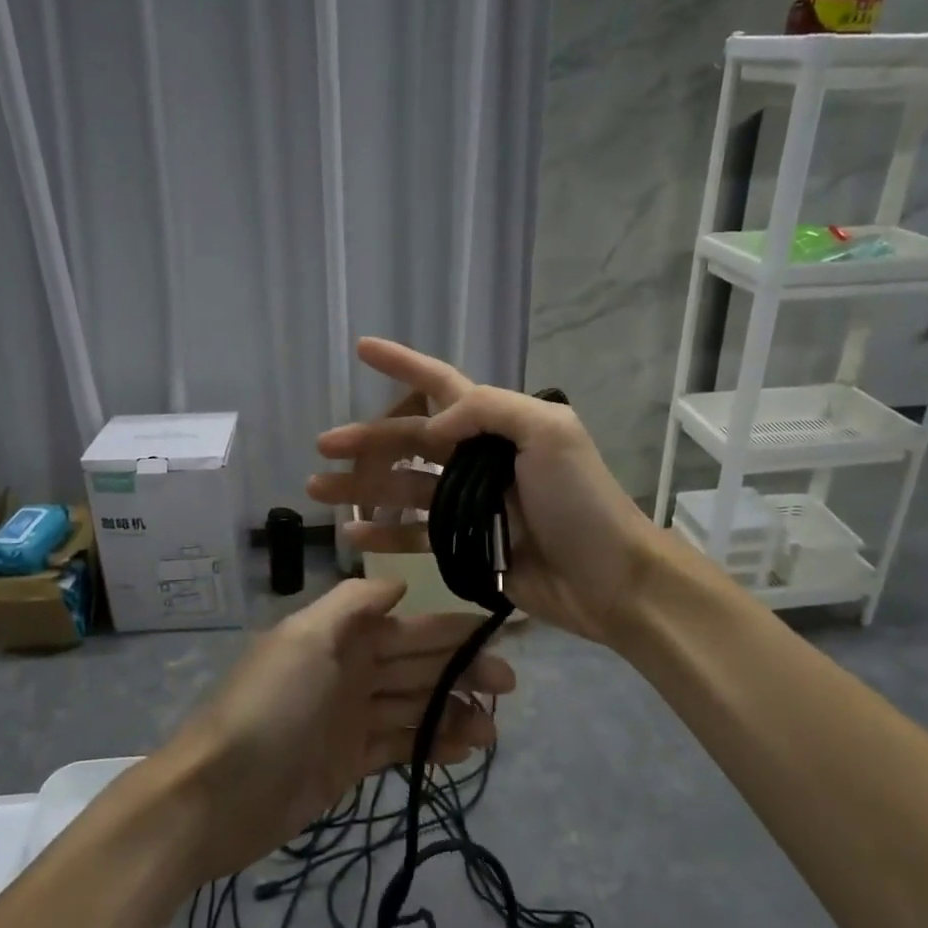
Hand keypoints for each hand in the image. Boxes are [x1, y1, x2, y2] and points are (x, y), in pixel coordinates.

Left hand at [163, 577, 513, 883]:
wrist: (217, 793)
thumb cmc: (269, 706)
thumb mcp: (306, 638)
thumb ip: (354, 604)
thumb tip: (399, 583)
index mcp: (343, 637)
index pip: (410, 628)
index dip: (453, 630)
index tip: (499, 635)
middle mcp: (351, 671)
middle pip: (418, 666)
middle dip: (463, 672)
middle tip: (507, 688)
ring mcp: (351, 718)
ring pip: (415, 707)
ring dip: (453, 714)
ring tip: (491, 733)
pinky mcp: (350, 761)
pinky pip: (400, 745)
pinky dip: (430, 746)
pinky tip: (461, 753)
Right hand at [307, 338, 661, 645]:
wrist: (609, 578)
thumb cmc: (581, 501)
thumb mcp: (549, 433)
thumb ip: (488, 410)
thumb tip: (432, 425)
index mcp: (496, 425)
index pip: (441, 384)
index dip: (403, 364)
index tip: (362, 349)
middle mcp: (477, 458)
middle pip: (410, 440)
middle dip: (367, 440)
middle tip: (322, 446)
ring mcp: (468, 504)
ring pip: (403, 487)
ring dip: (361, 486)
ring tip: (318, 490)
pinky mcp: (465, 545)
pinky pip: (415, 535)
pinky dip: (383, 532)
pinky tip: (352, 532)